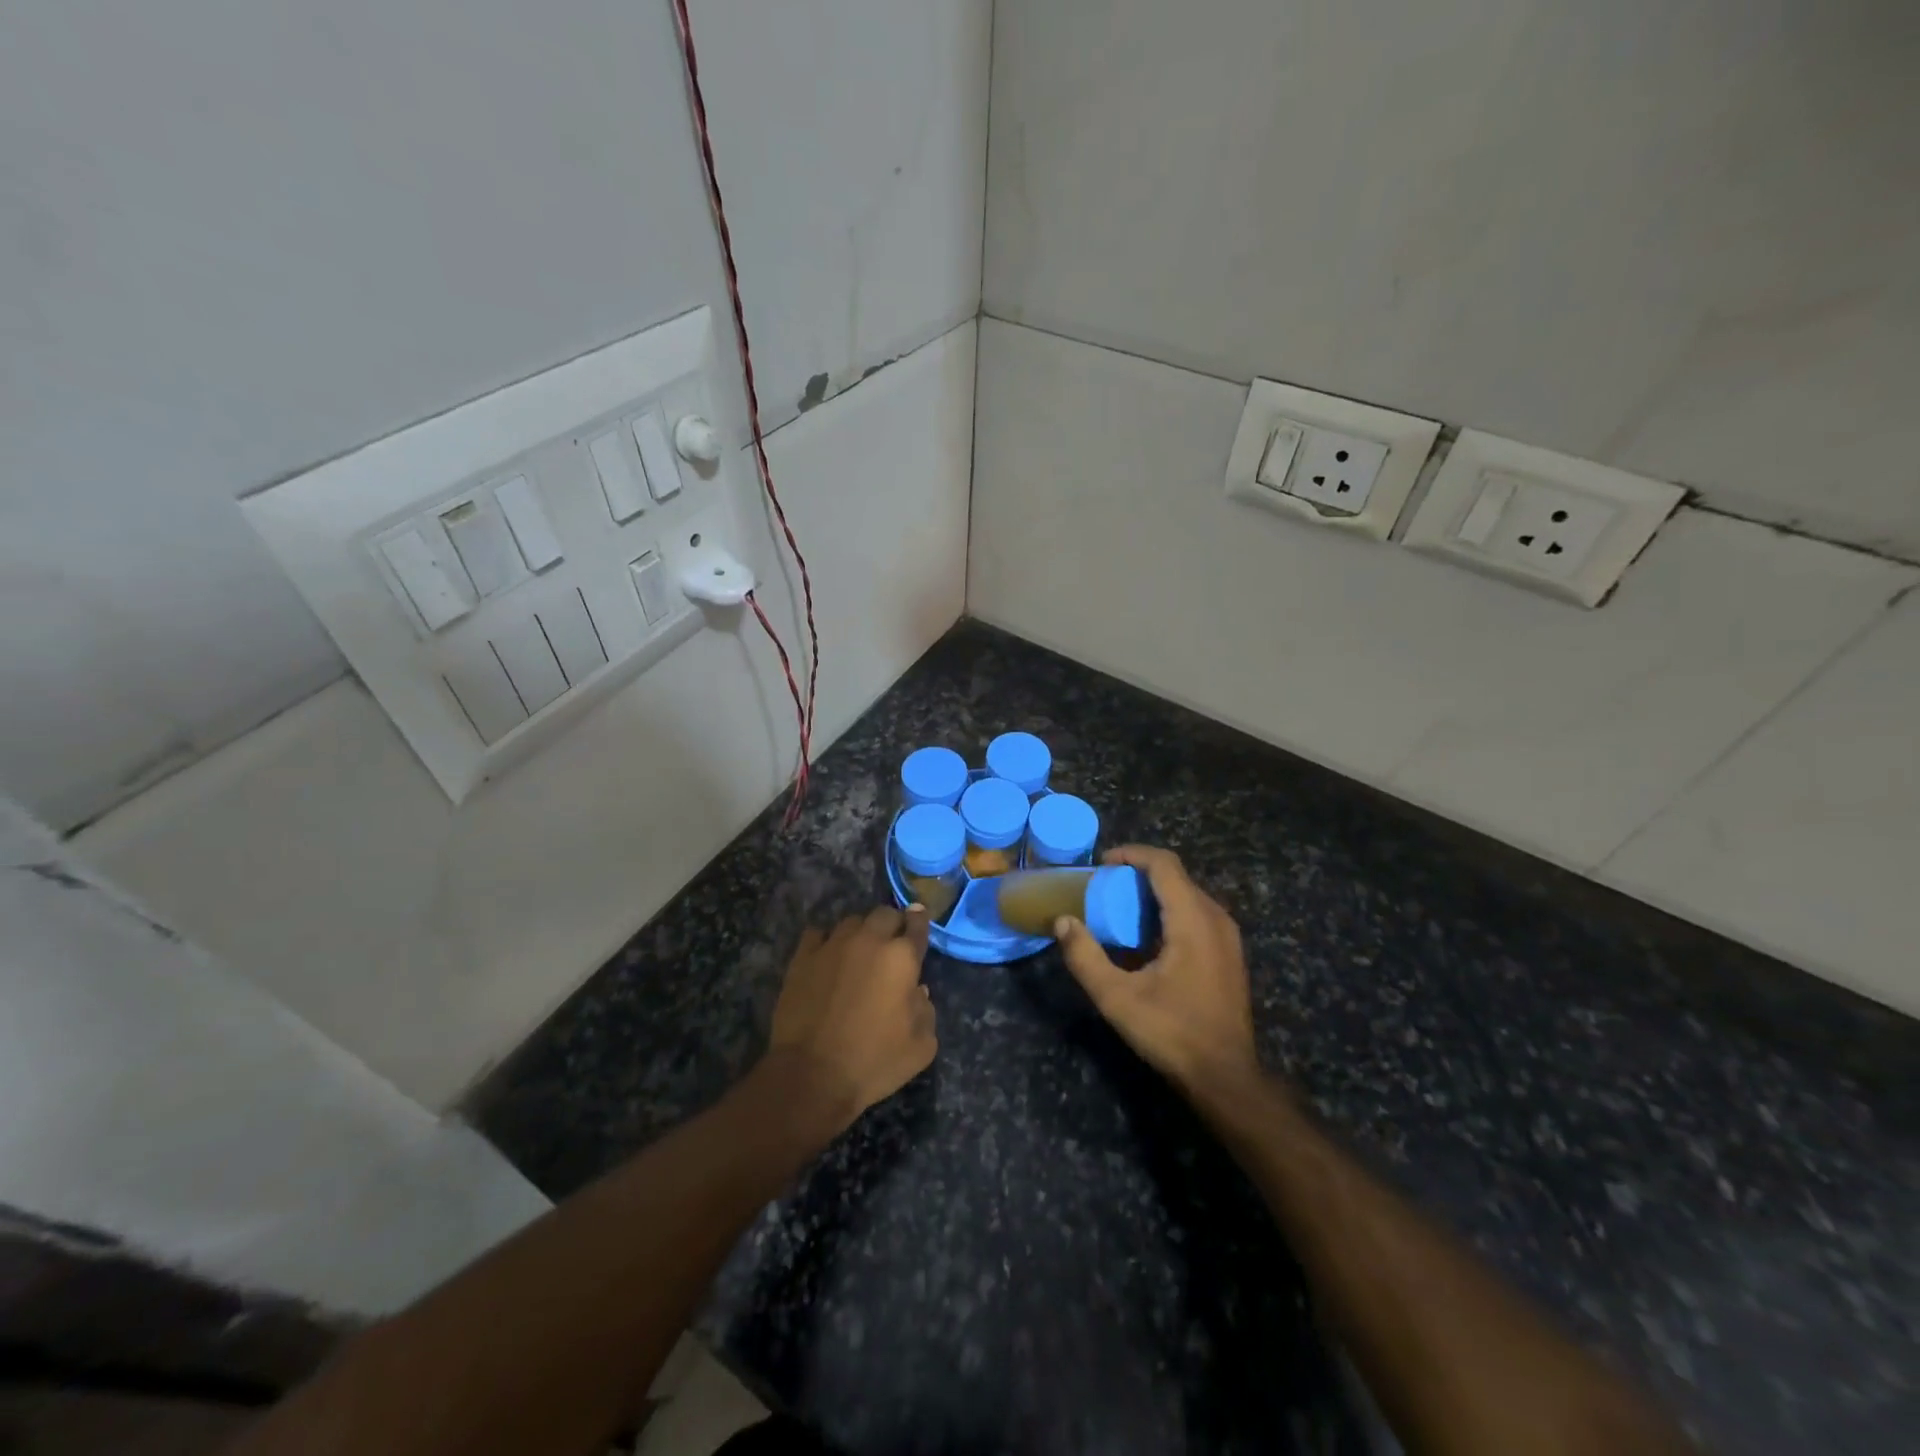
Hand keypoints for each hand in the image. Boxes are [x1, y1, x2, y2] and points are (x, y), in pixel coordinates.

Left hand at [768, 906, 936, 1130]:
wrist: (813, 1075)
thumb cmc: (874, 1062)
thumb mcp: (921, 1047)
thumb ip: (926, 1011)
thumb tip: (918, 991)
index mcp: (902, 957)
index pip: (916, 924)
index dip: (919, 920)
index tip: (918, 918)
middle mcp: (869, 940)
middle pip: (884, 914)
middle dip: (891, 924)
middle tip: (890, 944)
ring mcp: (832, 945)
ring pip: (851, 921)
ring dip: (860, 932)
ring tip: (857, 951)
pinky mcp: (802, 957)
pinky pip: (817, 934)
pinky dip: (826, 941)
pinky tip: (826, 957)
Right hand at [1056, 846, 1258, 1091]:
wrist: (1225, 1077)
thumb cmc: (1172, 1033)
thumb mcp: (1117, 998)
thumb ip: (1085, 957)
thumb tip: (1062, 922)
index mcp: (1193, 920)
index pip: (1164, 864)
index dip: (1131, 855)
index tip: (1101, 864)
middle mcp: (1216, 919)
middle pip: (1175, 877)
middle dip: (1137, 875)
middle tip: (1103, 889)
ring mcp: (1228, 937)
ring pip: (1187, 895)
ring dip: (1152, 895)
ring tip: (1119, 910)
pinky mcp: (1229, 954)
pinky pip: (1196, 915)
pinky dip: (1168, 913)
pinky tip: (1146, 940)